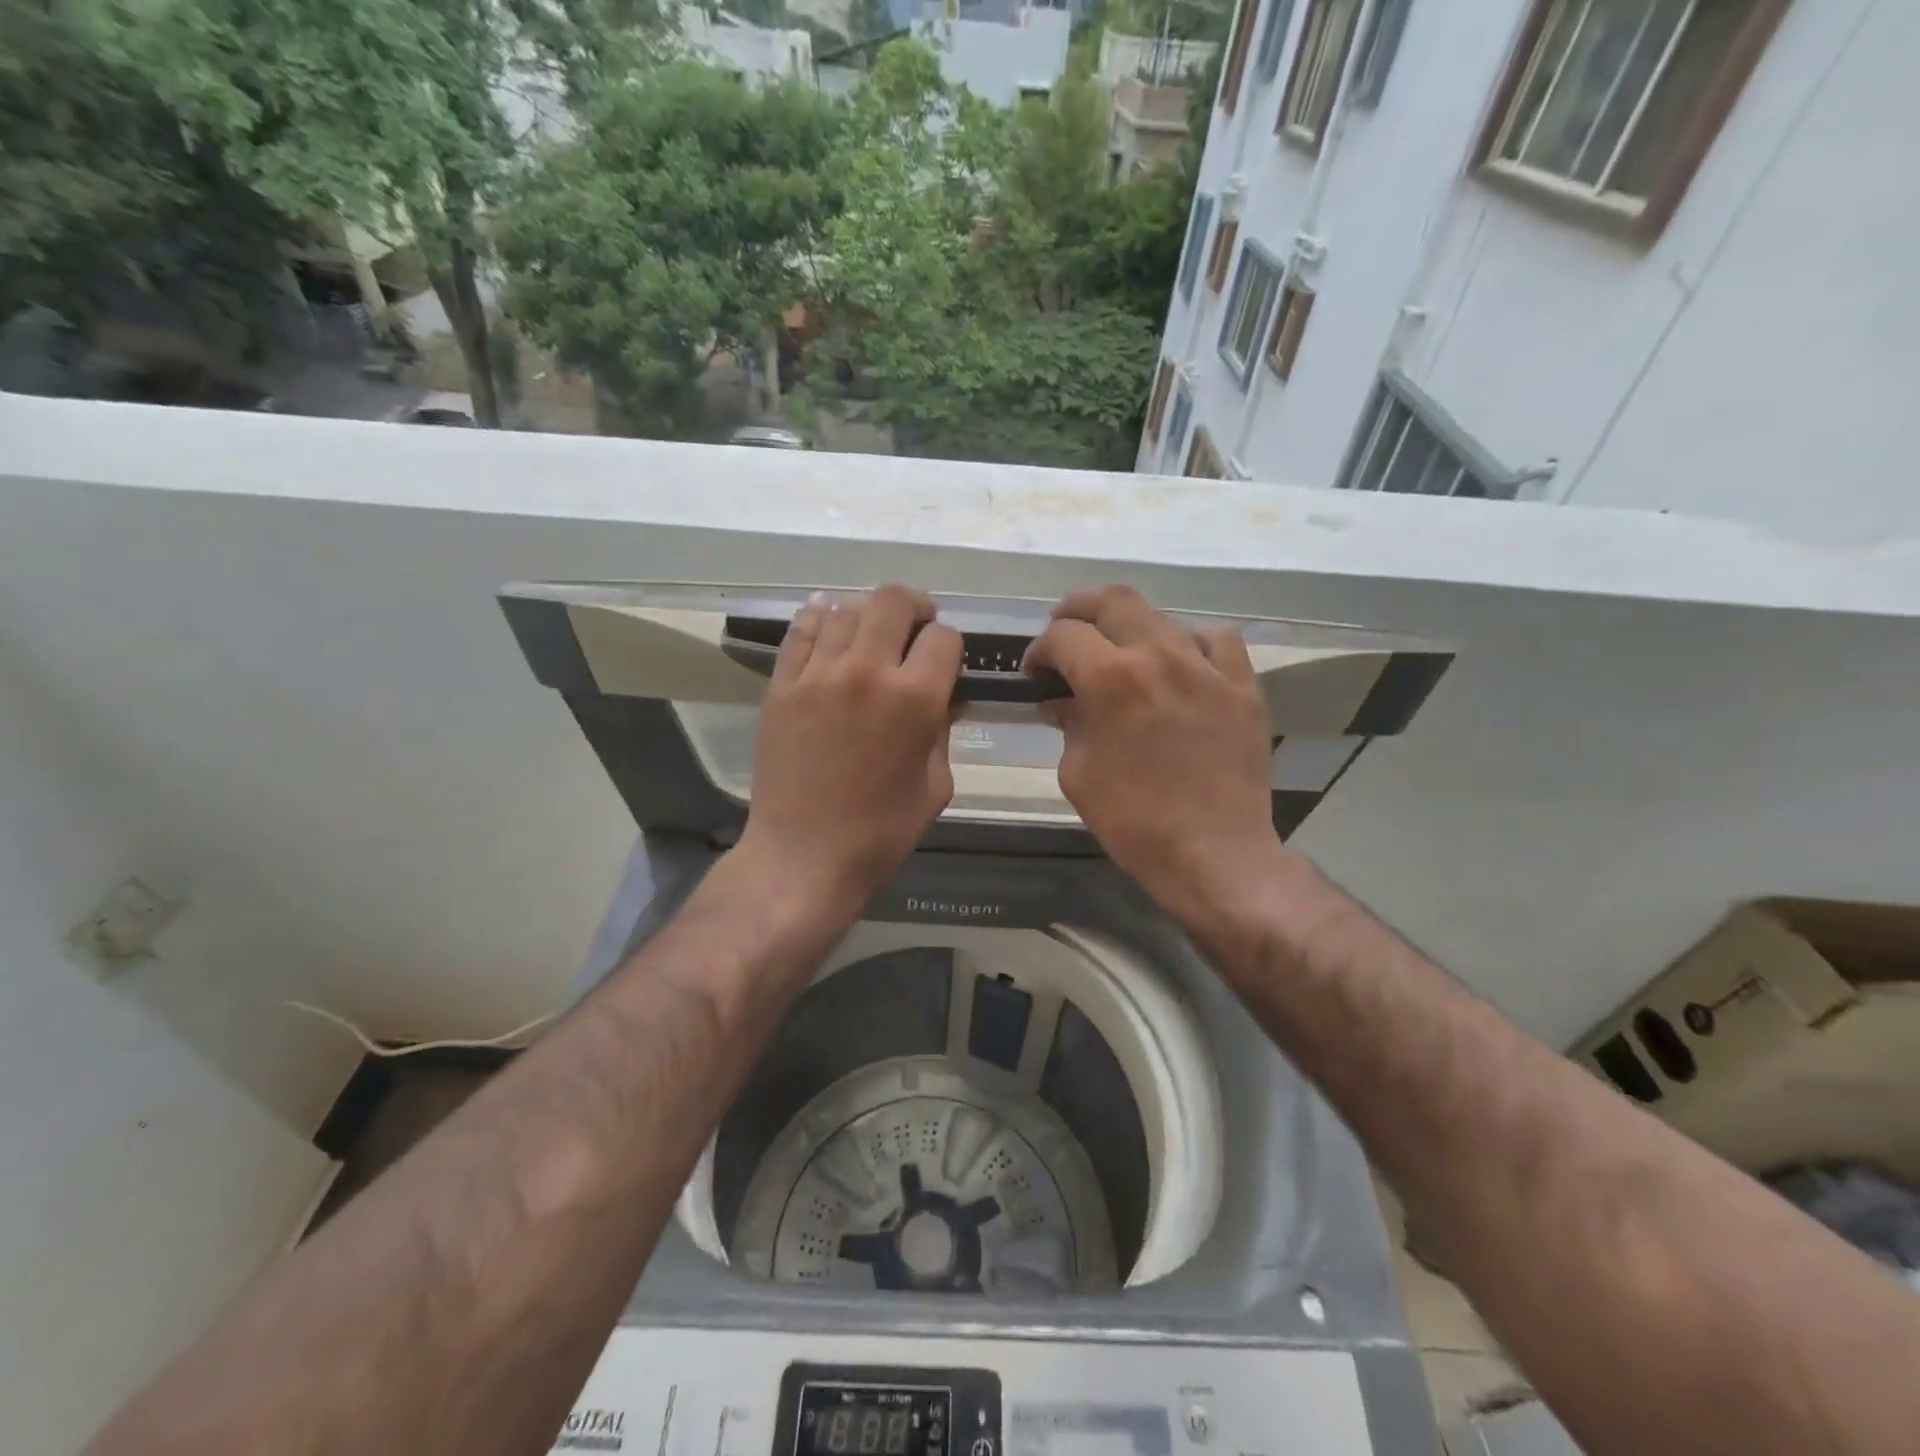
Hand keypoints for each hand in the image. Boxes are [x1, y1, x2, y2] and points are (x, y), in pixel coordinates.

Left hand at [738, 585, 962, 908]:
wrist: (804, 855)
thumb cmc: (881, 831)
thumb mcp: (935, 785)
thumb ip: (942, 732)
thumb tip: (946, 699)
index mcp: (915, 698)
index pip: (943, 638)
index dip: (950, 646)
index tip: (945, 663)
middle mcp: (867, 671)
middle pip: (893, 601)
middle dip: (915, 608)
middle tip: (916, 627)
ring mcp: (818, 674)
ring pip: (846, 610)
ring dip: (867, 615)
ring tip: (871, 634)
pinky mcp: (782, 685)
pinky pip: (801, 631)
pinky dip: (818, 617)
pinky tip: (827, 617)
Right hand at [1026, 585, 1286, 924]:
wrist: (1212, 853)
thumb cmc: (1132, 821)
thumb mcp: (1077, 773)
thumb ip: (1067, 723)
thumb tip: (1061, 700)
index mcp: (1110, 679)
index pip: (1063, 636)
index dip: (1039, 650)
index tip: (1035, 672)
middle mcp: (1158, 656)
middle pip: (1113, 600)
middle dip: (1077, 609)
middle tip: (1065, 631)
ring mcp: (1207, 667)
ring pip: (1163, 616)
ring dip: (1131, 629)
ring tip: (1122, 653)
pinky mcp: (1242, 686)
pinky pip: (1217, 641)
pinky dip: (1190, 644)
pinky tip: (1182, 665)